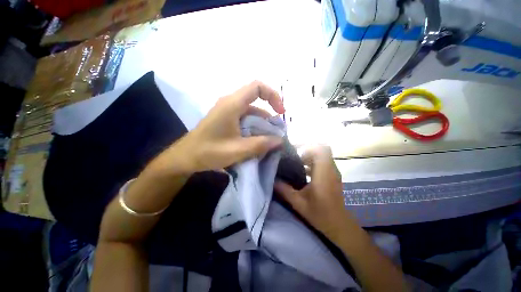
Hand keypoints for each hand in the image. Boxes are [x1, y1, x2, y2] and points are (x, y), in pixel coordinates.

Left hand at [167, 81, 285, 172]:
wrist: (185, 158)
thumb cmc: (209, 152)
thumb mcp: (238, 150)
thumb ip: (261, 144)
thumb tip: (279, 140)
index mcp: (232, 104)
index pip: (257, 87)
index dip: (273, 96)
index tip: (280, 113)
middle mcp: (230, 104)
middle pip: (256, 102)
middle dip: (269, 117)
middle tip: (275, 134)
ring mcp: (227, 112)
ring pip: (251, 113)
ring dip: (261, 125)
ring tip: (267, 141)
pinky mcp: (225, 120)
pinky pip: (244, 120)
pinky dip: (253, 129)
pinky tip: (255, 142)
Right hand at [275, 146, 354, 243]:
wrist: (340, 226)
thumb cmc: (320, 214)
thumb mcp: (298, 203)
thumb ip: (284, 190)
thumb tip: (272, 180)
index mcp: (323, 173)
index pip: (321, 149)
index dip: (308, 145)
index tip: (294, 149)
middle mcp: (330, 169)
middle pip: (322, 149)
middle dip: (307, 150)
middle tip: (293, 156)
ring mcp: (333, 172)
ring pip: (322, 155)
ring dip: (309, 156)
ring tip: (296, 162)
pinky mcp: (332, 176)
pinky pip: (323, 163)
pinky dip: (313, 163)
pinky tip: (303, 171)